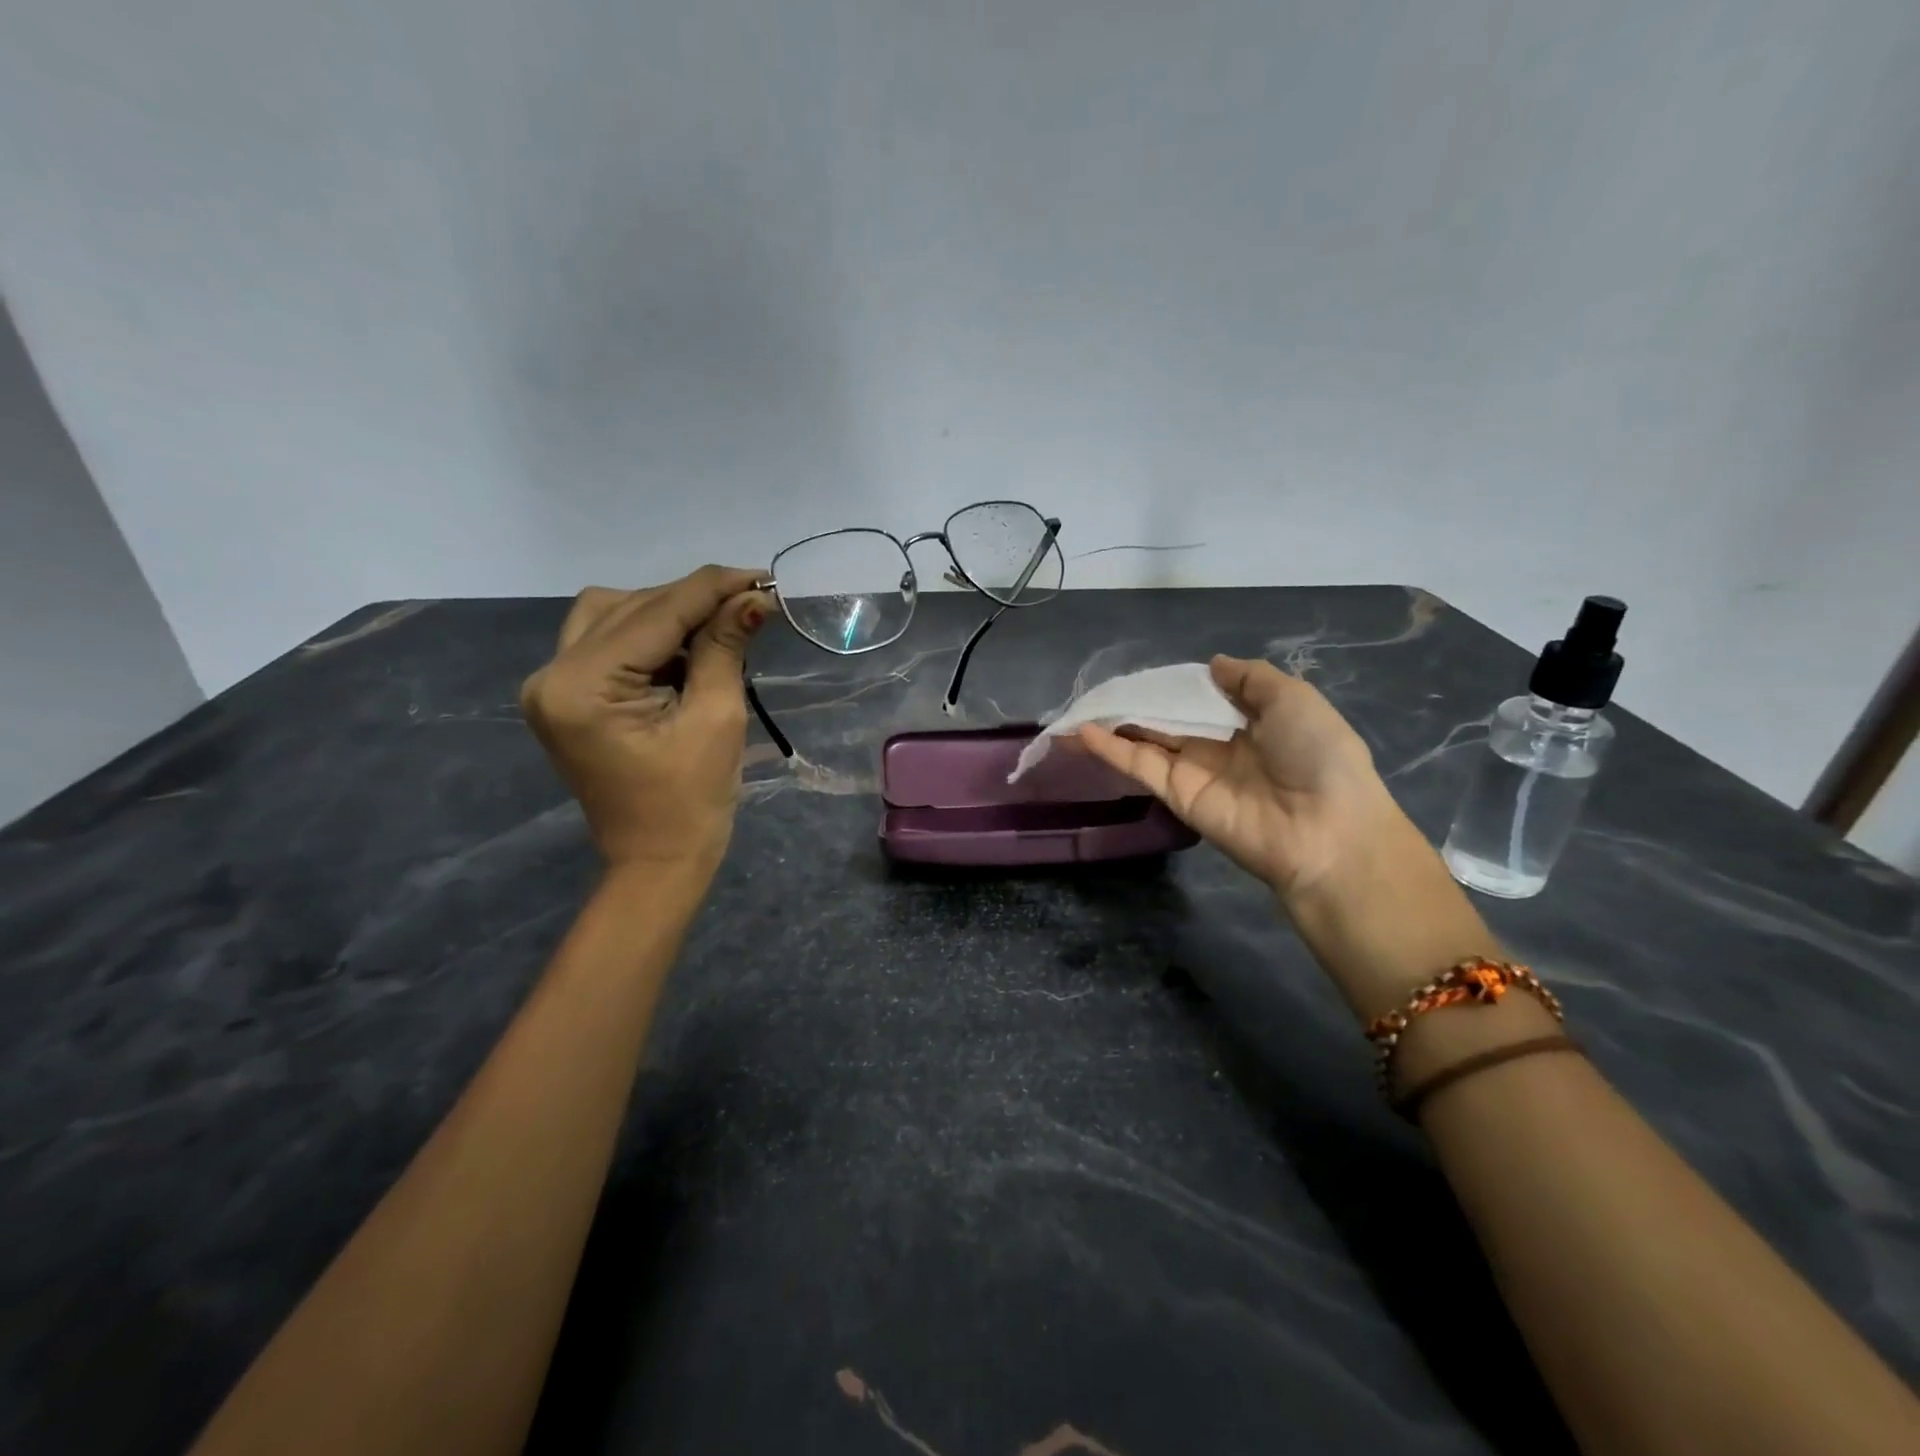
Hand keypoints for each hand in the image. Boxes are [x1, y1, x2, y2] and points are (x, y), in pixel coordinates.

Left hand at [520, 567, 771, 873]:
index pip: (655, 613)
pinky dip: (650, 637)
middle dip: (693, 601)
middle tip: (750, 605)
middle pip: (629, 606)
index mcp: (581, 687)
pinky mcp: (565, 696)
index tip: (764, 576)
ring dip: (668, 614)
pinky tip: (688, 651)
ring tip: (719, 630)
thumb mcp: (716, 718)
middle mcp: (551, 675)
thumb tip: (754, 597)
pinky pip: (606, 642)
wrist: (656, 861)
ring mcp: (551, 685)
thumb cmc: (693, 801)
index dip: (713, 588)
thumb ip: (724, 648)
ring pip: (612, 614)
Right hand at [1078, 655, 1403, 901]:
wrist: (1324, 827)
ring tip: (1076, 708)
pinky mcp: (1175, 794)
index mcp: (1249, 722)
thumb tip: (1212, 665)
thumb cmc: (1317, 754)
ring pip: (1145, 740)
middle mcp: (1217, 745)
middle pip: (1167, 719)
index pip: (1201, 698)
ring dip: (1112, 724)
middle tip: (1098, 690)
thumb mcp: (1293, 698)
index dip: (1172, 685)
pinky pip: (1139, 766)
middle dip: (1135, 704)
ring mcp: (1193, 771)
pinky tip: (1082, 730)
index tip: (1143, 673)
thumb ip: (1250, 678)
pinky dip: (1109, 749)